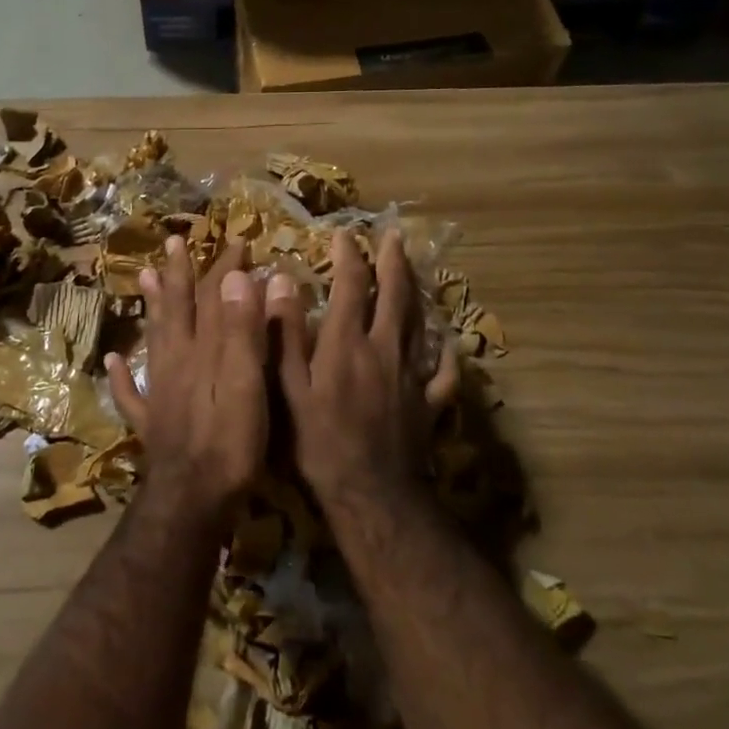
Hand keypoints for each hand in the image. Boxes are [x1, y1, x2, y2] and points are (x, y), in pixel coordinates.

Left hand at [106, 239, 267, 519]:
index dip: (223, 268)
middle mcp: (176, 363)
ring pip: (153, 339)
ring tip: (142, 278)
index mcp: (202, 351)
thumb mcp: (245, 381)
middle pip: (177, 310)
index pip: (213, 298)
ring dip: (151, 308)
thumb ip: (241, 330)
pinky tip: (112, 359)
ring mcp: (160, 392)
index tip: (236, 240)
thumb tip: (236, 277)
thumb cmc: (230, 441)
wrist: (193, 499)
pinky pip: (131, 392)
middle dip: (179, 275)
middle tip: (174, 243)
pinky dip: (121, 374)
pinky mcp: (153, 423)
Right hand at [269, 230, 458, 502]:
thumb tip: (280, 282)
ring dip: (417, 293)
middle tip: (394, 236)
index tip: (344, 236)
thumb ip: (285, 335)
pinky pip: (443, 371)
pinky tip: (448, 341)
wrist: (369, 492)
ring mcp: (411, 376)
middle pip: (394, 296)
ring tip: (415, 272)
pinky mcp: (428, 403)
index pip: (352, 287)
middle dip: (394, 262)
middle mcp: (384, 349)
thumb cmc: (318, 441)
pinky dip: (446, 352)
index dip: (349, 258)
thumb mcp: (288, 388)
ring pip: (419, 324)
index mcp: (347, 344)